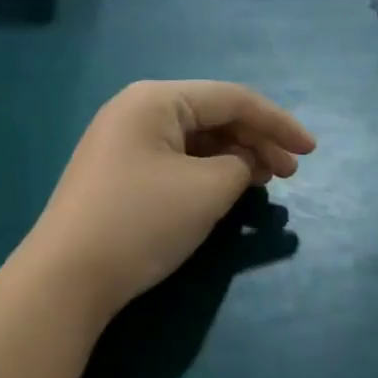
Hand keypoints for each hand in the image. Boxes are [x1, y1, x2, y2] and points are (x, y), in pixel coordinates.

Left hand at [22, 81, 315, 320]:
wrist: (65, 278)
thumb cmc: (141, 222)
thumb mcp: (207, 190)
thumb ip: (240, 167)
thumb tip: (242, 164)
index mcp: (156, 99)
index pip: (231, 99)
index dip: (278, 122)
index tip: (312, 151)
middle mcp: (136, 109)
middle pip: (212, 115)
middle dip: (256, 140)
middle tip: (291, 173)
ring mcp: (122, 141)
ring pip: (193, 139)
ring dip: (233, 156)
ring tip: (266, 180)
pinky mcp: (117, 172)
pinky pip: (173, 160)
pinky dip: (206, 171)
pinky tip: (227, 188)